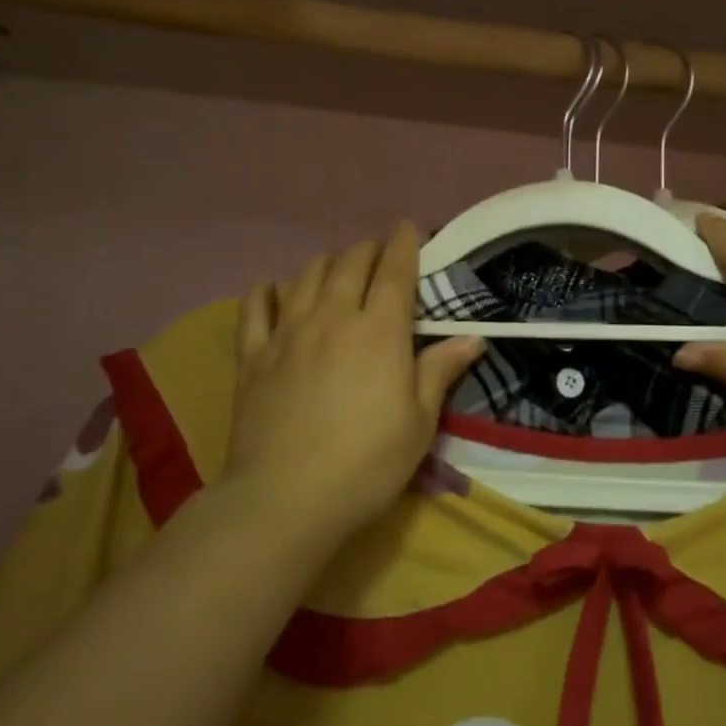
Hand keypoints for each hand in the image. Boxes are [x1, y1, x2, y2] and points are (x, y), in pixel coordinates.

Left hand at [225, 222, 483, 543]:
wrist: (285, 498)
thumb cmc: (366, 463)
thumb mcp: (419, 423)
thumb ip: (440, 371)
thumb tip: (473, 338)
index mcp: (379, 331)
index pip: (395, 270)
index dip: (404, 243)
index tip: (408, 228)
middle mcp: (333, 317)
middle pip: (350, 262)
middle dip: (368, 249)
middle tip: (378, 255)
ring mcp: (287, 332)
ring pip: (306, 274)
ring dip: (326, 263)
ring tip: (336, 270)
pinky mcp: (253, 354)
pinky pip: (255, 305)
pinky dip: (268, 289)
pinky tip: (275, 289)